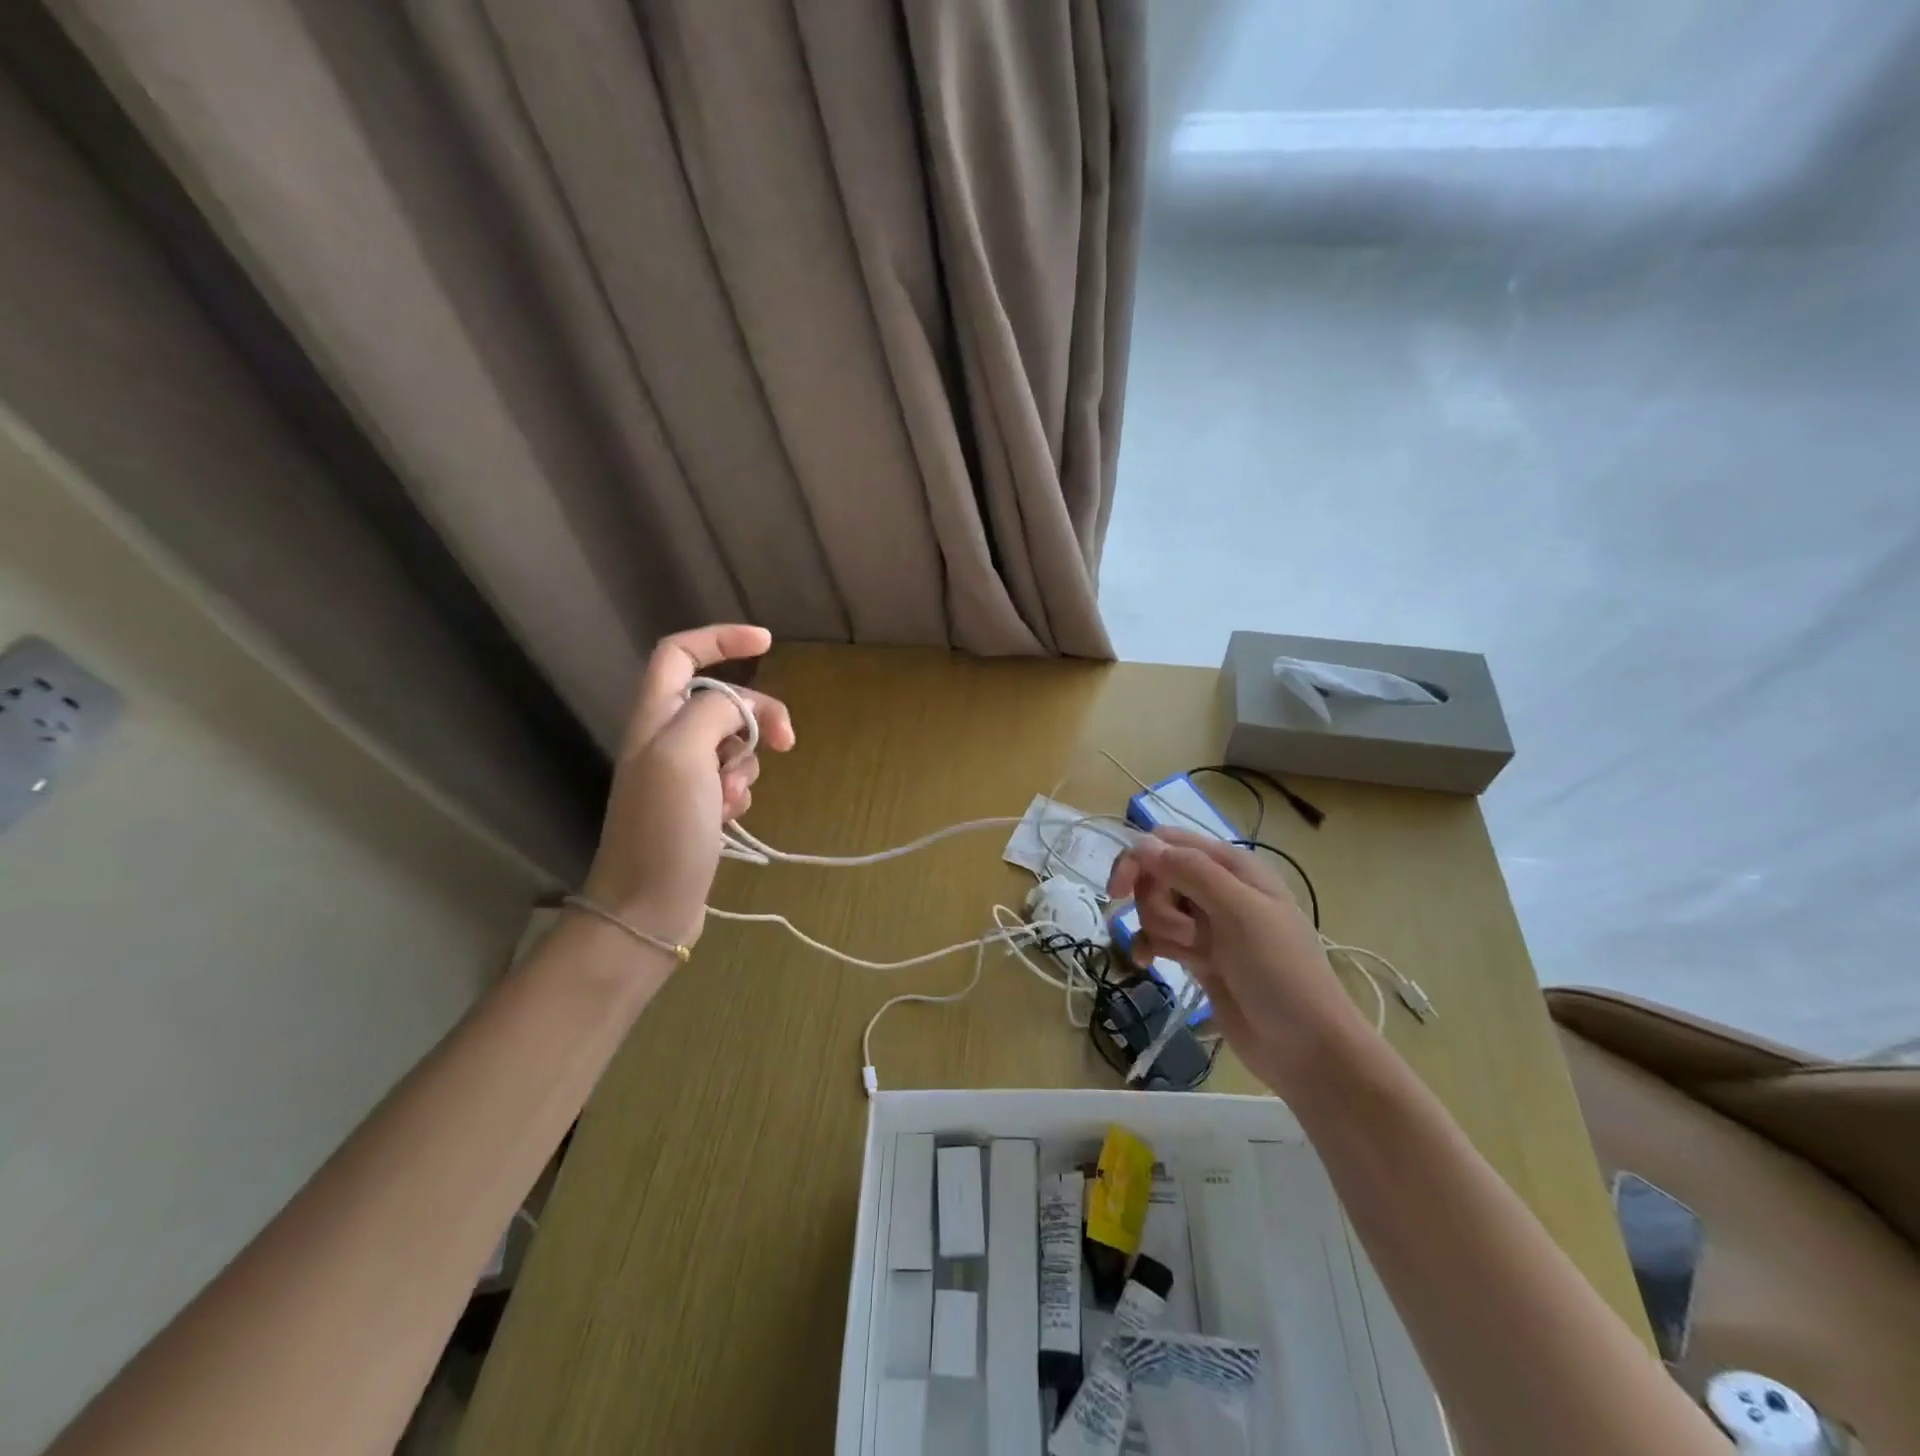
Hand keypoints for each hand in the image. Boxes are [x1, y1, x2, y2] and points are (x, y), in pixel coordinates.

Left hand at [582, 625, 794, 949]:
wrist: (648, 908)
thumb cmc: (663, 828)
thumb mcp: (684, 755)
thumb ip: (713, 712)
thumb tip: (739, 708)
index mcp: (653, 716)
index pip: (679, 652)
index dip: (721, 639)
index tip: (767, 642)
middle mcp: (664, 739)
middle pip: (720, 700)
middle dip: (756, 715)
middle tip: (785, 741)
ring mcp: (681, 775)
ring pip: (732, 743)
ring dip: (746, 764)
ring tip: (733, 799)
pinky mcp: (697, 807)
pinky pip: (733, 780)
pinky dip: (740, 792)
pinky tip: (731, 818)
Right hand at [1107, 828, 1373, 1095]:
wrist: (1306, 1048)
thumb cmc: (1280, 971)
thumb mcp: (1239, 911)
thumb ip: (1191, 871)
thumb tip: (1142, 843)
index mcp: (1232, 866)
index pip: (1168, 841)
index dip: (1138, 859)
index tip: (1118, 892)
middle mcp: (1218, 888)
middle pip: (1156, 876)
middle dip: (1156, 904)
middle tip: (1185, 934)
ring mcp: (1208, 925)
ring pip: (1155, 908)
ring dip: (1161, 931)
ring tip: (1192, 957)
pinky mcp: (1199, 957)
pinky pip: (1158, 938)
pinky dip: (1149, 947)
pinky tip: (1147, 964)